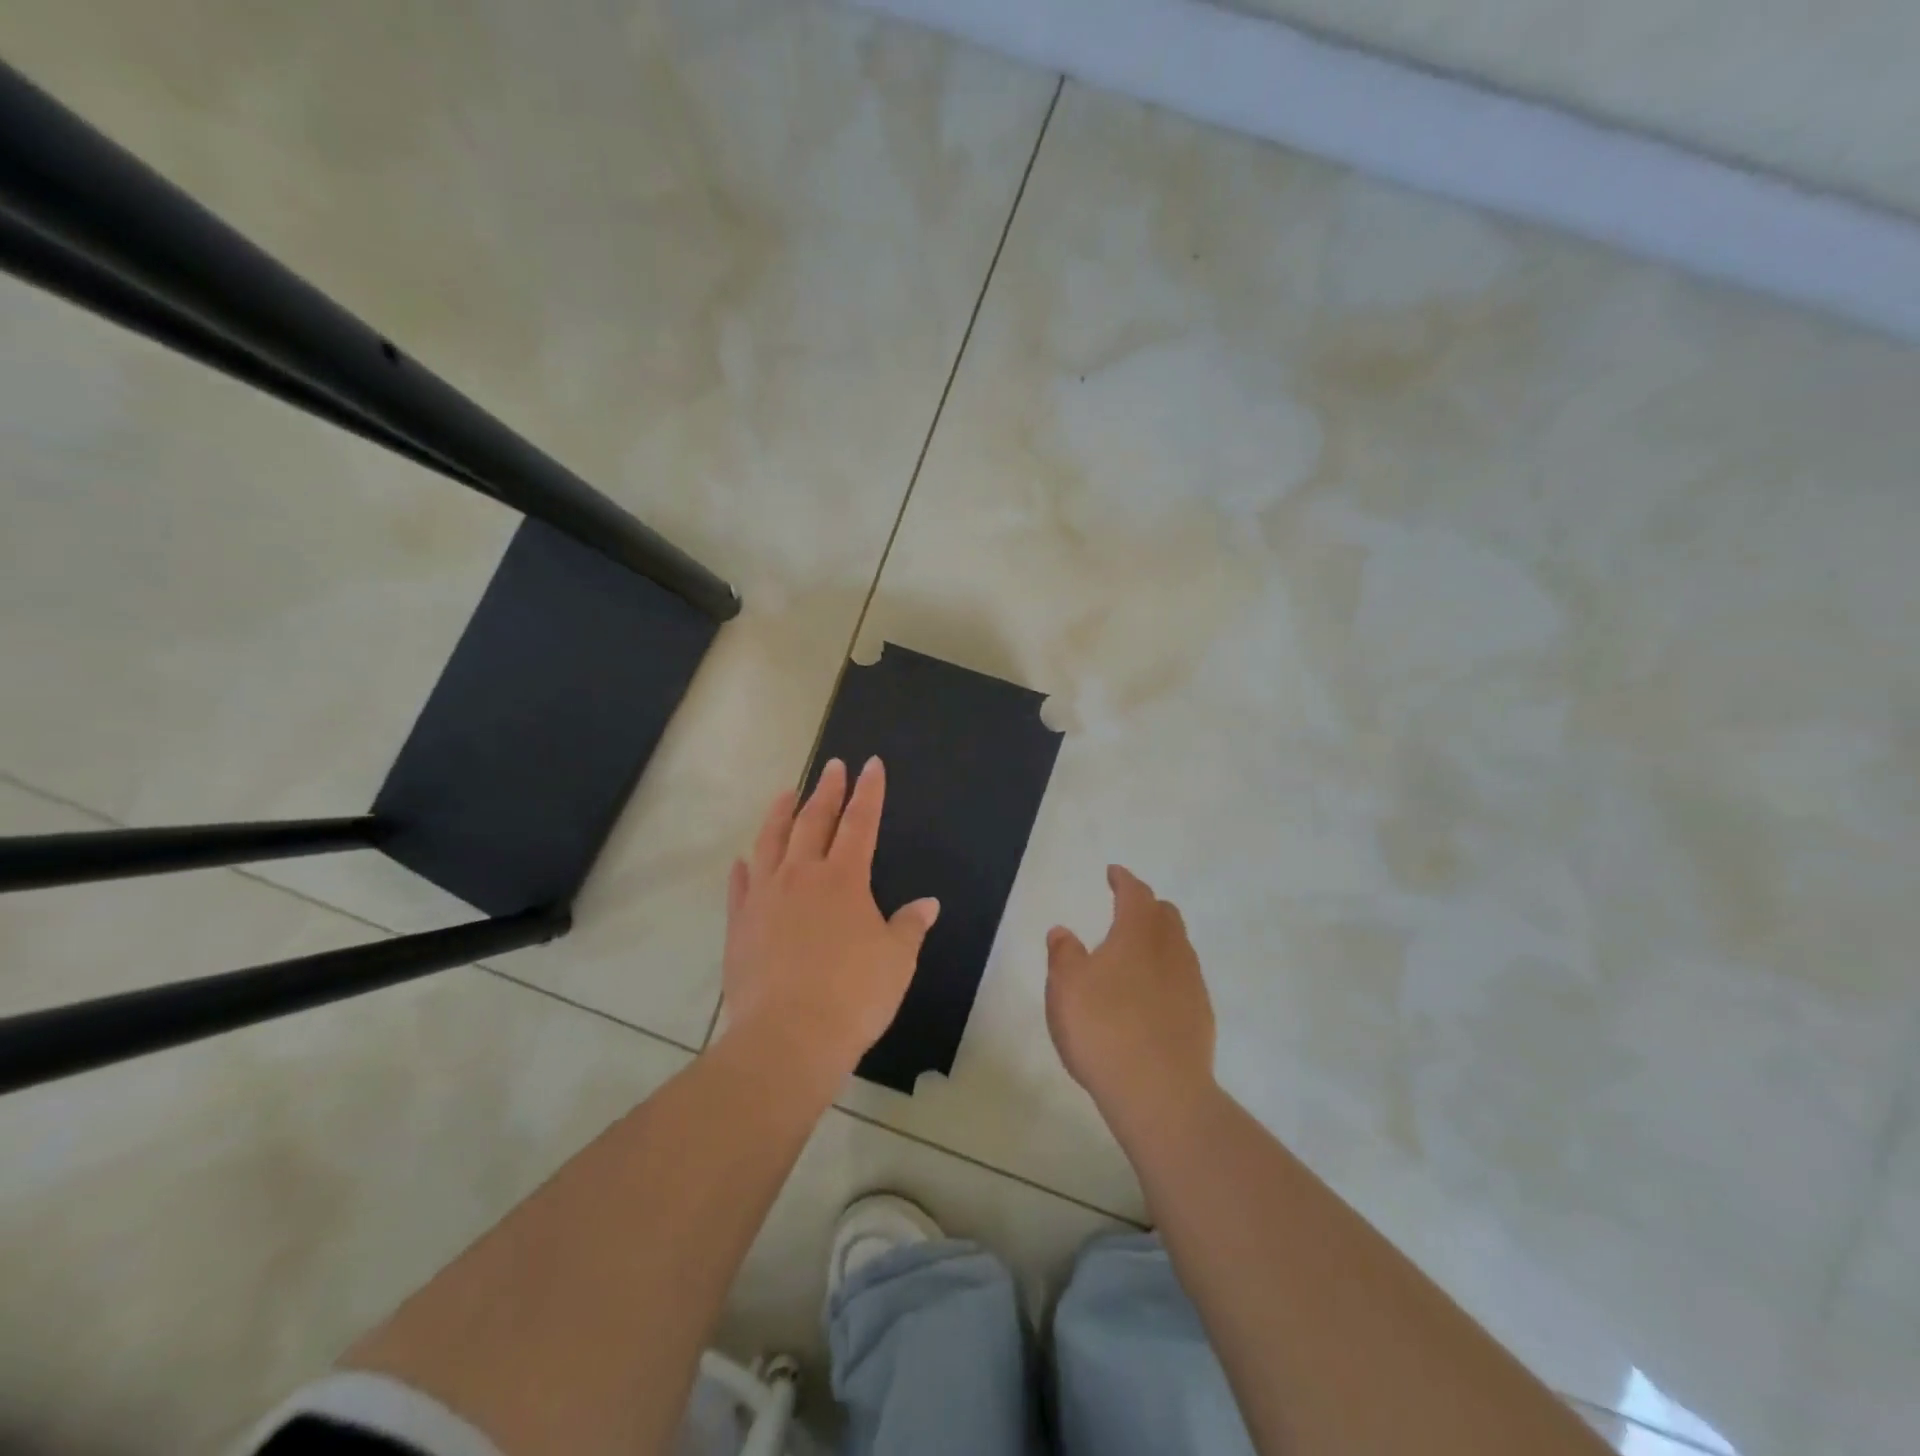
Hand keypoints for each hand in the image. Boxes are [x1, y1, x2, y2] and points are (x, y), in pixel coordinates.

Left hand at [721, 757, 938, 1081]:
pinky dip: (744, 868)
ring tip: (786, 793)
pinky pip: (741, 886)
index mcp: (844, 879)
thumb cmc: (853, 996)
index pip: (860, 822)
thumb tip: (927, 904)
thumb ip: (910, 927)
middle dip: (827, 790)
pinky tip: (743, 861)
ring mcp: (765, 897)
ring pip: (770, 842)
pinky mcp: (739, 924)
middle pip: (813, 821)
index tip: (870, 764)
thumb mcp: (896, 961)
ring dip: (780, 814)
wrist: (787, 1037)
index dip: (869, 792)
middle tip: (833, 766)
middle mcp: (802, 876)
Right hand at [1046, 866, 1215, 1127]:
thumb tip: (1063, 931)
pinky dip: (1168, 973)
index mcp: (1138, 934)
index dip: (1124, 880)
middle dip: (1147, 906)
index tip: (1114, 873)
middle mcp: (1171, 950)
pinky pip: (1184, 979)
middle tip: (1126, 909)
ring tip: (1137, 953)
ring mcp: (1191, 984)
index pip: (1136, 894)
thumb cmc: (1103, 1029)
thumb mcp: (1066, 988)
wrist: (1160, 1093)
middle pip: (1165, 915)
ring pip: (1179, 947)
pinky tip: (1152, 995)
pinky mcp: (1201, 1017)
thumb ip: (1063, 954)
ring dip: (1159, 940)